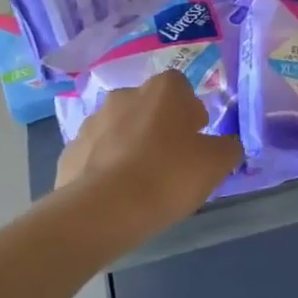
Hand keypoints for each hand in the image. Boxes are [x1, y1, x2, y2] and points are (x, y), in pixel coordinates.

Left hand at [54, 72, 242, 232]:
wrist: (103, 211)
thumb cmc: (169, 176)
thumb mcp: (217, 163)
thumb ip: (227, 147)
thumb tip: (224, 144)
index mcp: (163, 90)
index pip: (181, 87)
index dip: (190, 111)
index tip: (195, 138)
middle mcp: (124, 95)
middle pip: (148, 106)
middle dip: (158, 127)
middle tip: (171, 160)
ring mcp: (92, 122)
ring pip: (120, 129)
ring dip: (130, 145)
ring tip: (141, 182)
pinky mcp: (69, 152)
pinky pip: (96, 154)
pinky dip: (106, 167)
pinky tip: (116, 194)